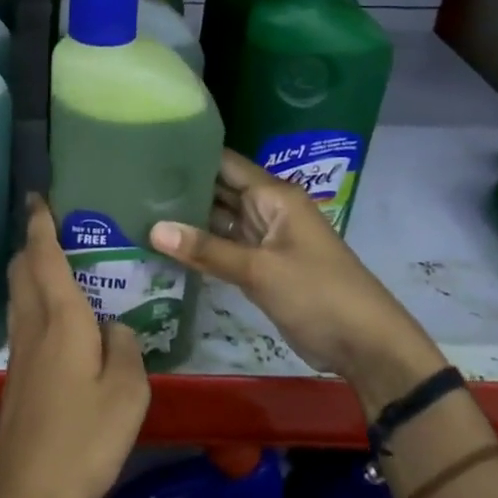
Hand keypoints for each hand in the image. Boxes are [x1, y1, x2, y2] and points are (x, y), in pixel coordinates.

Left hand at [0, 197, 150, 497]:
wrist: (26, 493)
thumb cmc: (83, 439)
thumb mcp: (128, 394)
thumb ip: (126, 348)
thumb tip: (116, 326)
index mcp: (61, 319)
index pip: (44, 256)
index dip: (41, 223)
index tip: (38, 196)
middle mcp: (33, 326)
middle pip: (22, 270)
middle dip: (31, 242)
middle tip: (53, 225)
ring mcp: (19, 352)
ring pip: (19, 294)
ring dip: (30, 270)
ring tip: (58, 263)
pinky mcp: (15, 376)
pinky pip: (24, 319)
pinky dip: (35, 300)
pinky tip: (58, 317)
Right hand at [149, 151, 442, 408]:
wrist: (366, 345)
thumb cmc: (318, 294)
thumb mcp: (260, 270)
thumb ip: (207, 249)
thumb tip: (153, 229)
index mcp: (274, 196)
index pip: (225, 163)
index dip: (189, 155)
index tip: (147, 151)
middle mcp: (267, 210)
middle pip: (219, 190)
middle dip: (181, 187)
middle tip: (131, 182)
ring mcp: (263, 239)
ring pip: (219, 220)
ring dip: (187, 218)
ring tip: (137, 208)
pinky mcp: (260, 267)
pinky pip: (224, 247)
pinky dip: (200, 246)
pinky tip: (165, 243)